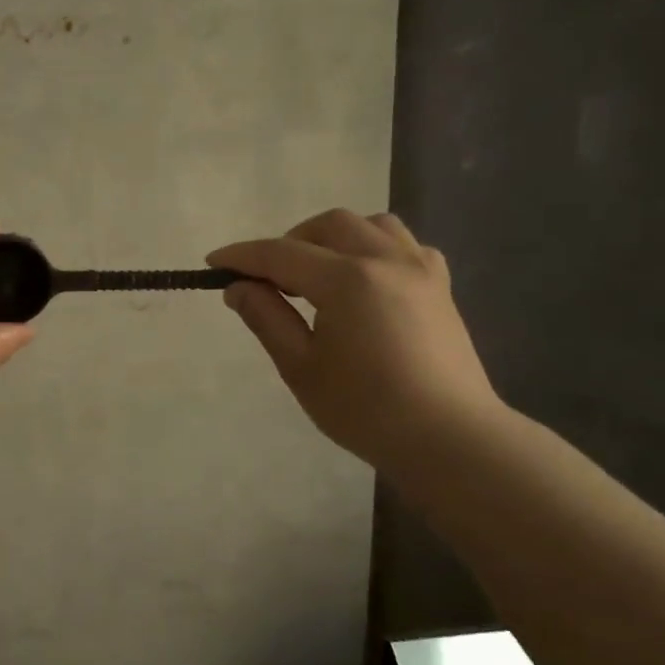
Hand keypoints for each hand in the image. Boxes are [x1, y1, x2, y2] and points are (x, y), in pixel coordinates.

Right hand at [209, 210, 499, 468]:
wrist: (450, 439)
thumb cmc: (366, 410)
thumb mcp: (301, 368)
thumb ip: (267, 318)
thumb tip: (239, 287)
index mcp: (347, 280)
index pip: (281, 254)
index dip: (242, 256)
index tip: (213, 263)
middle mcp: (386, 260)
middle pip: (327, 226)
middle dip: (289, 242)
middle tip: (269, 279)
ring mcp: (420, 269)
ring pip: (370, 225)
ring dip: (334, 238)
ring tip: (317, 273)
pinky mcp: (440, 286)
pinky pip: (404, 245)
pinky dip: (374, 248)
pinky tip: (365, 279)